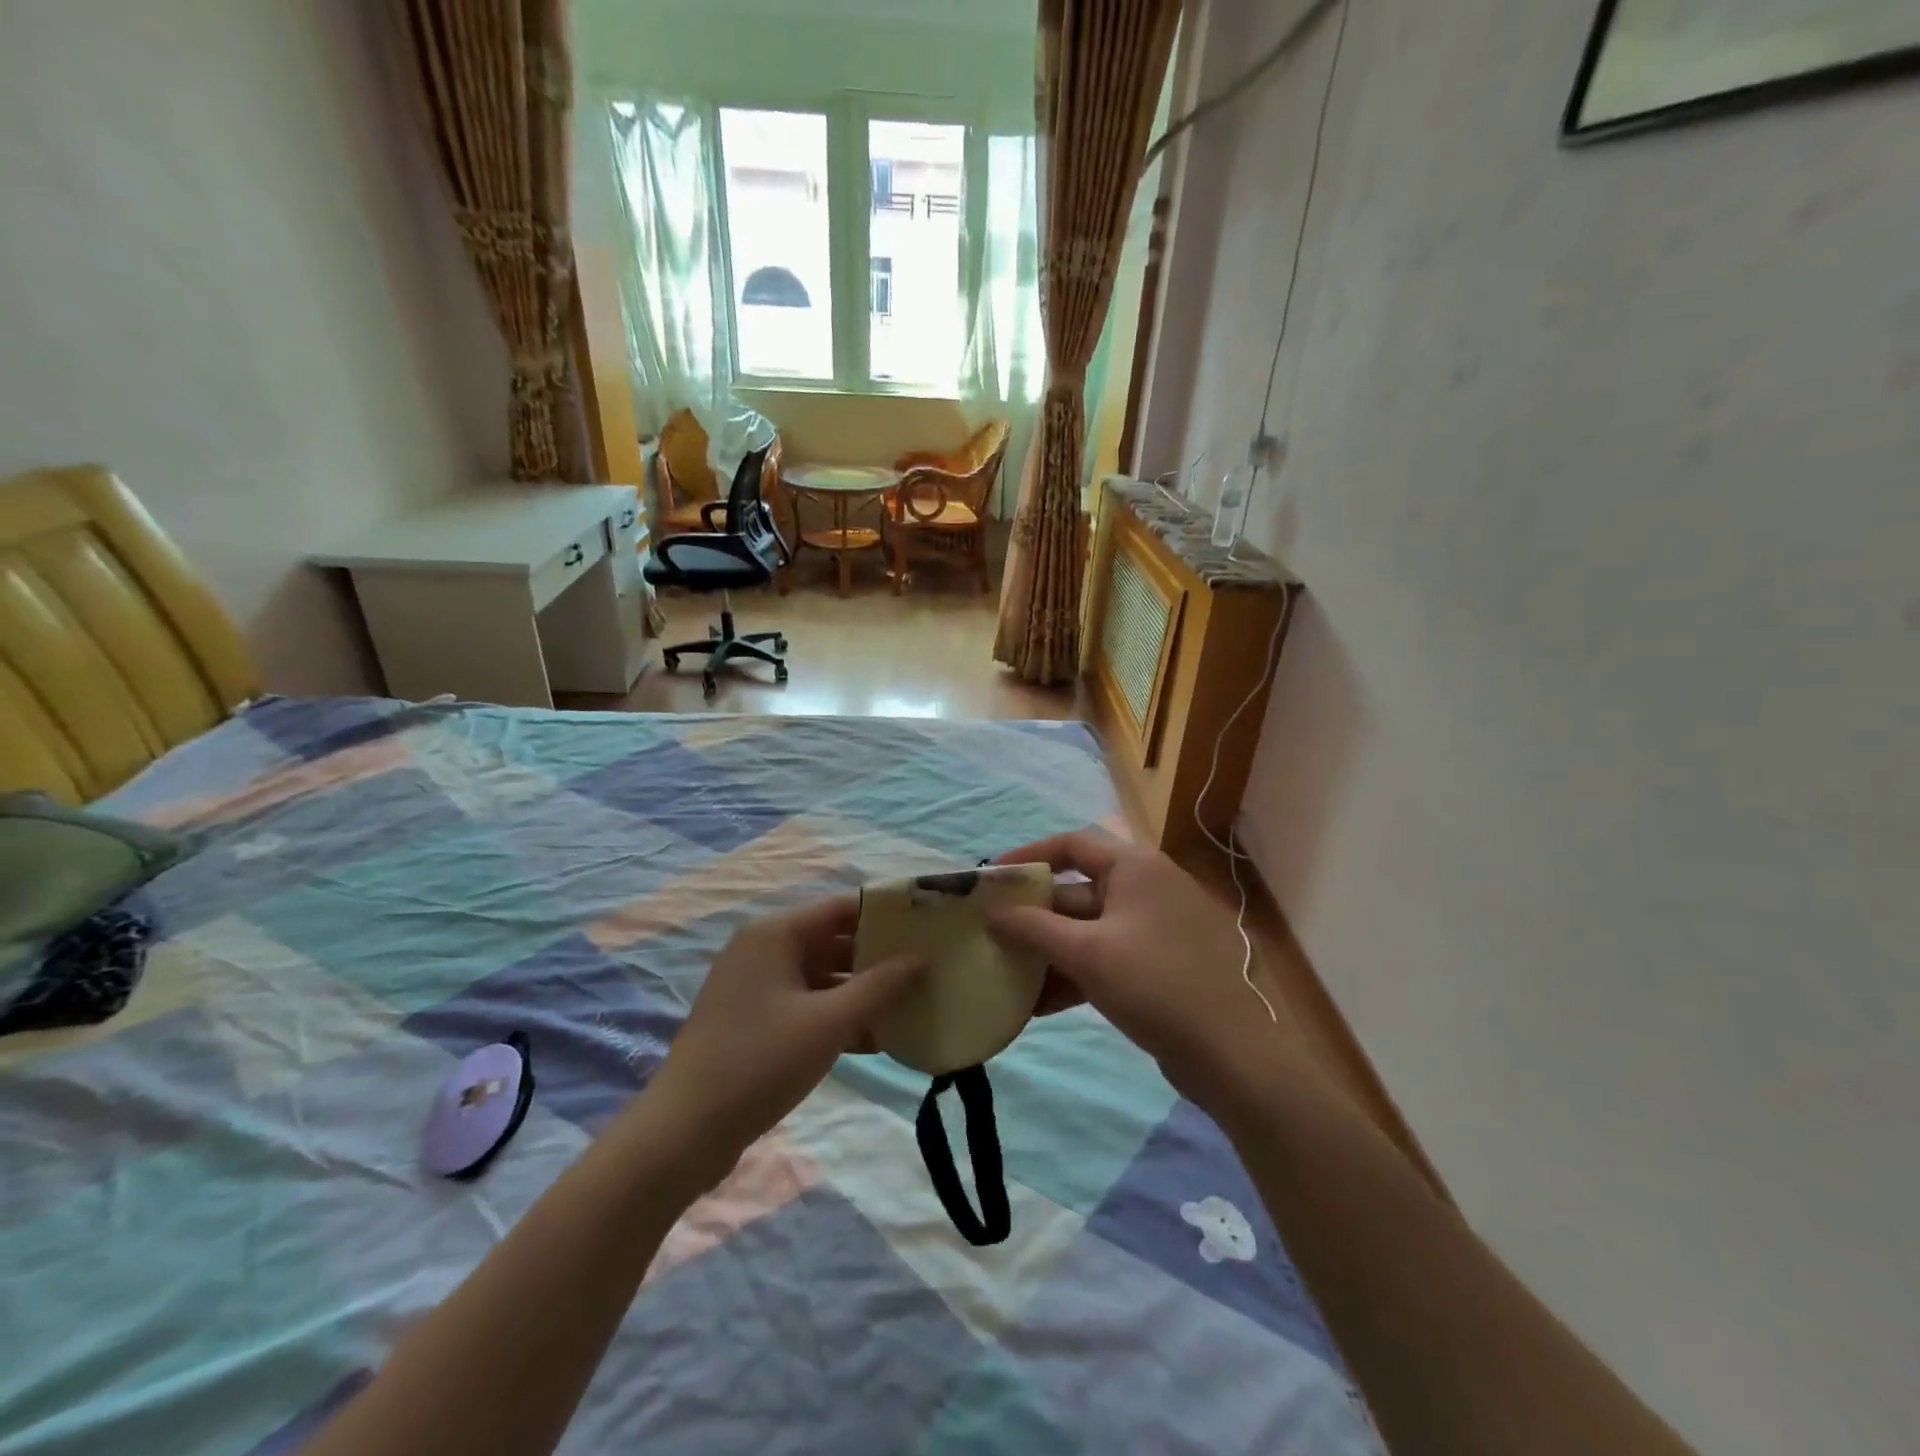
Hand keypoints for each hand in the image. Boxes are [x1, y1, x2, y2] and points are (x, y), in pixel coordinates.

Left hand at [643, 896, 924, 1184]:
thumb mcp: (828, 1023)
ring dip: (862, 990)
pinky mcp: (755, 1021)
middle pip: (834, 939)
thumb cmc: (759, 1062)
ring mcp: (757, 987)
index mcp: (776, 934)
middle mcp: (764, 949)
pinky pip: (807, 1004)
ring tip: (912, 1003)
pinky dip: (838, 1016)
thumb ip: (879, 986)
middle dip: (879, 956)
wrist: (683, 1133)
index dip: (886, 913)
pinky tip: (879, 1038)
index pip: (842, 907)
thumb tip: (921, 958)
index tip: (928, 925)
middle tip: (928, 968)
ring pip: (823, 975)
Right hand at [987, 832, 1292, 1121]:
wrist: (1232, 1054)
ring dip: (1050, 952)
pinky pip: (1106, 957)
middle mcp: (1146, 887)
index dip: (1030, 856)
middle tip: (993, 936)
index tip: (994, 879)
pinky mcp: (1159, 965)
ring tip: (1009, 977)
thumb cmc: (1155, 984)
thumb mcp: (1086, 953)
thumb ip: (1033, 928)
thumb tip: (993, 913)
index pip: (1073, 844)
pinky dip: (1075, 974)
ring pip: (1089, 930)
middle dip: (1035, 917)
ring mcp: (1155, 928)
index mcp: (1135, 867)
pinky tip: (1040, 1005)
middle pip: (1077, 890)